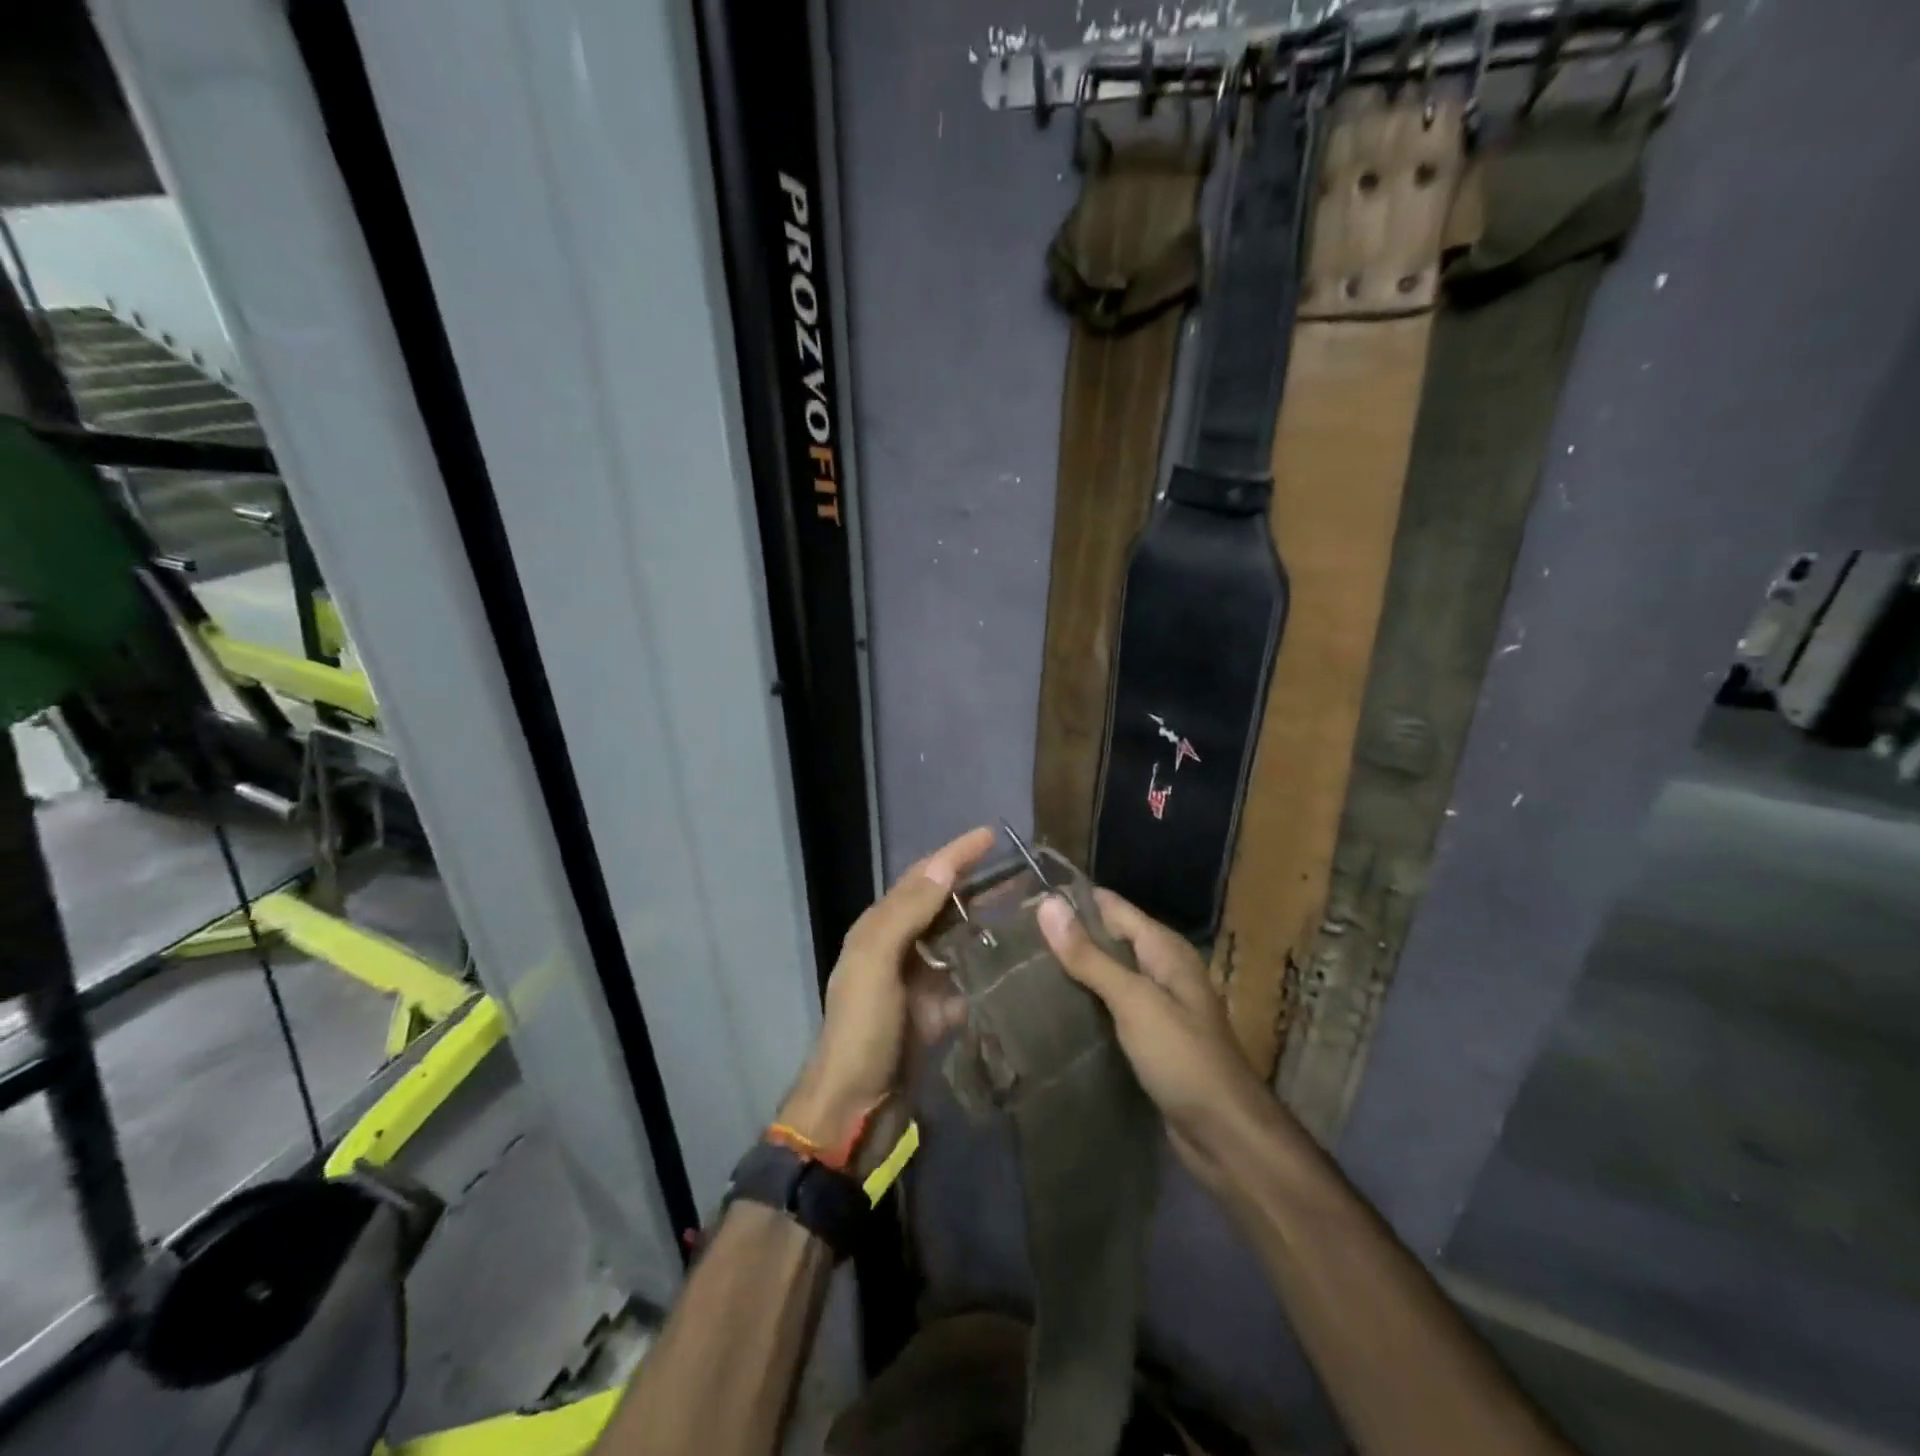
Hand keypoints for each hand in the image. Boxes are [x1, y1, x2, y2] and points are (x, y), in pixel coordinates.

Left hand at [778, 826, 995, 1160]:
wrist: (855, 1110)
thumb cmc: (862, 1030)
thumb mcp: (875, 963)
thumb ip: (906, 913)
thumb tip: (944, 868)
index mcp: (879, 928)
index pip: (922, 878)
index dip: (955, 854)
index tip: (991, 834)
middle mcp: (899, 947)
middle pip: (942, 904)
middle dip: (976, 884)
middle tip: (1022, 872)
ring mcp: (919, 981)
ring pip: (958, 939)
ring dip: (987, 922)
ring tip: (1028, 910)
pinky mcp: (937, 1012)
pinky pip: (967, 979)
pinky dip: (989, 968)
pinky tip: (1019, 963)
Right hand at [1038, 890, 1283, 1191]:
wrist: (1225, 1136)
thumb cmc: (1182, 1057)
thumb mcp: (1133, 1000)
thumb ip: (1089, 955)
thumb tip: (1047, 904)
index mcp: (1164, 948)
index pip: (1111, 907)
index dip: (1072, 901)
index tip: (1024, 901)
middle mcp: (1161, 969)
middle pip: (1108, 940)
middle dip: (1067, 937)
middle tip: (1013, 938)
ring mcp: (1156, 1006)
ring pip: (1106, 976)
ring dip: (1072, 973)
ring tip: (1020, 969)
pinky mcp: (1148, 1039)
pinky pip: (1109, 1009)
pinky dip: (1084, 1005)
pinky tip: (1050, 1010)